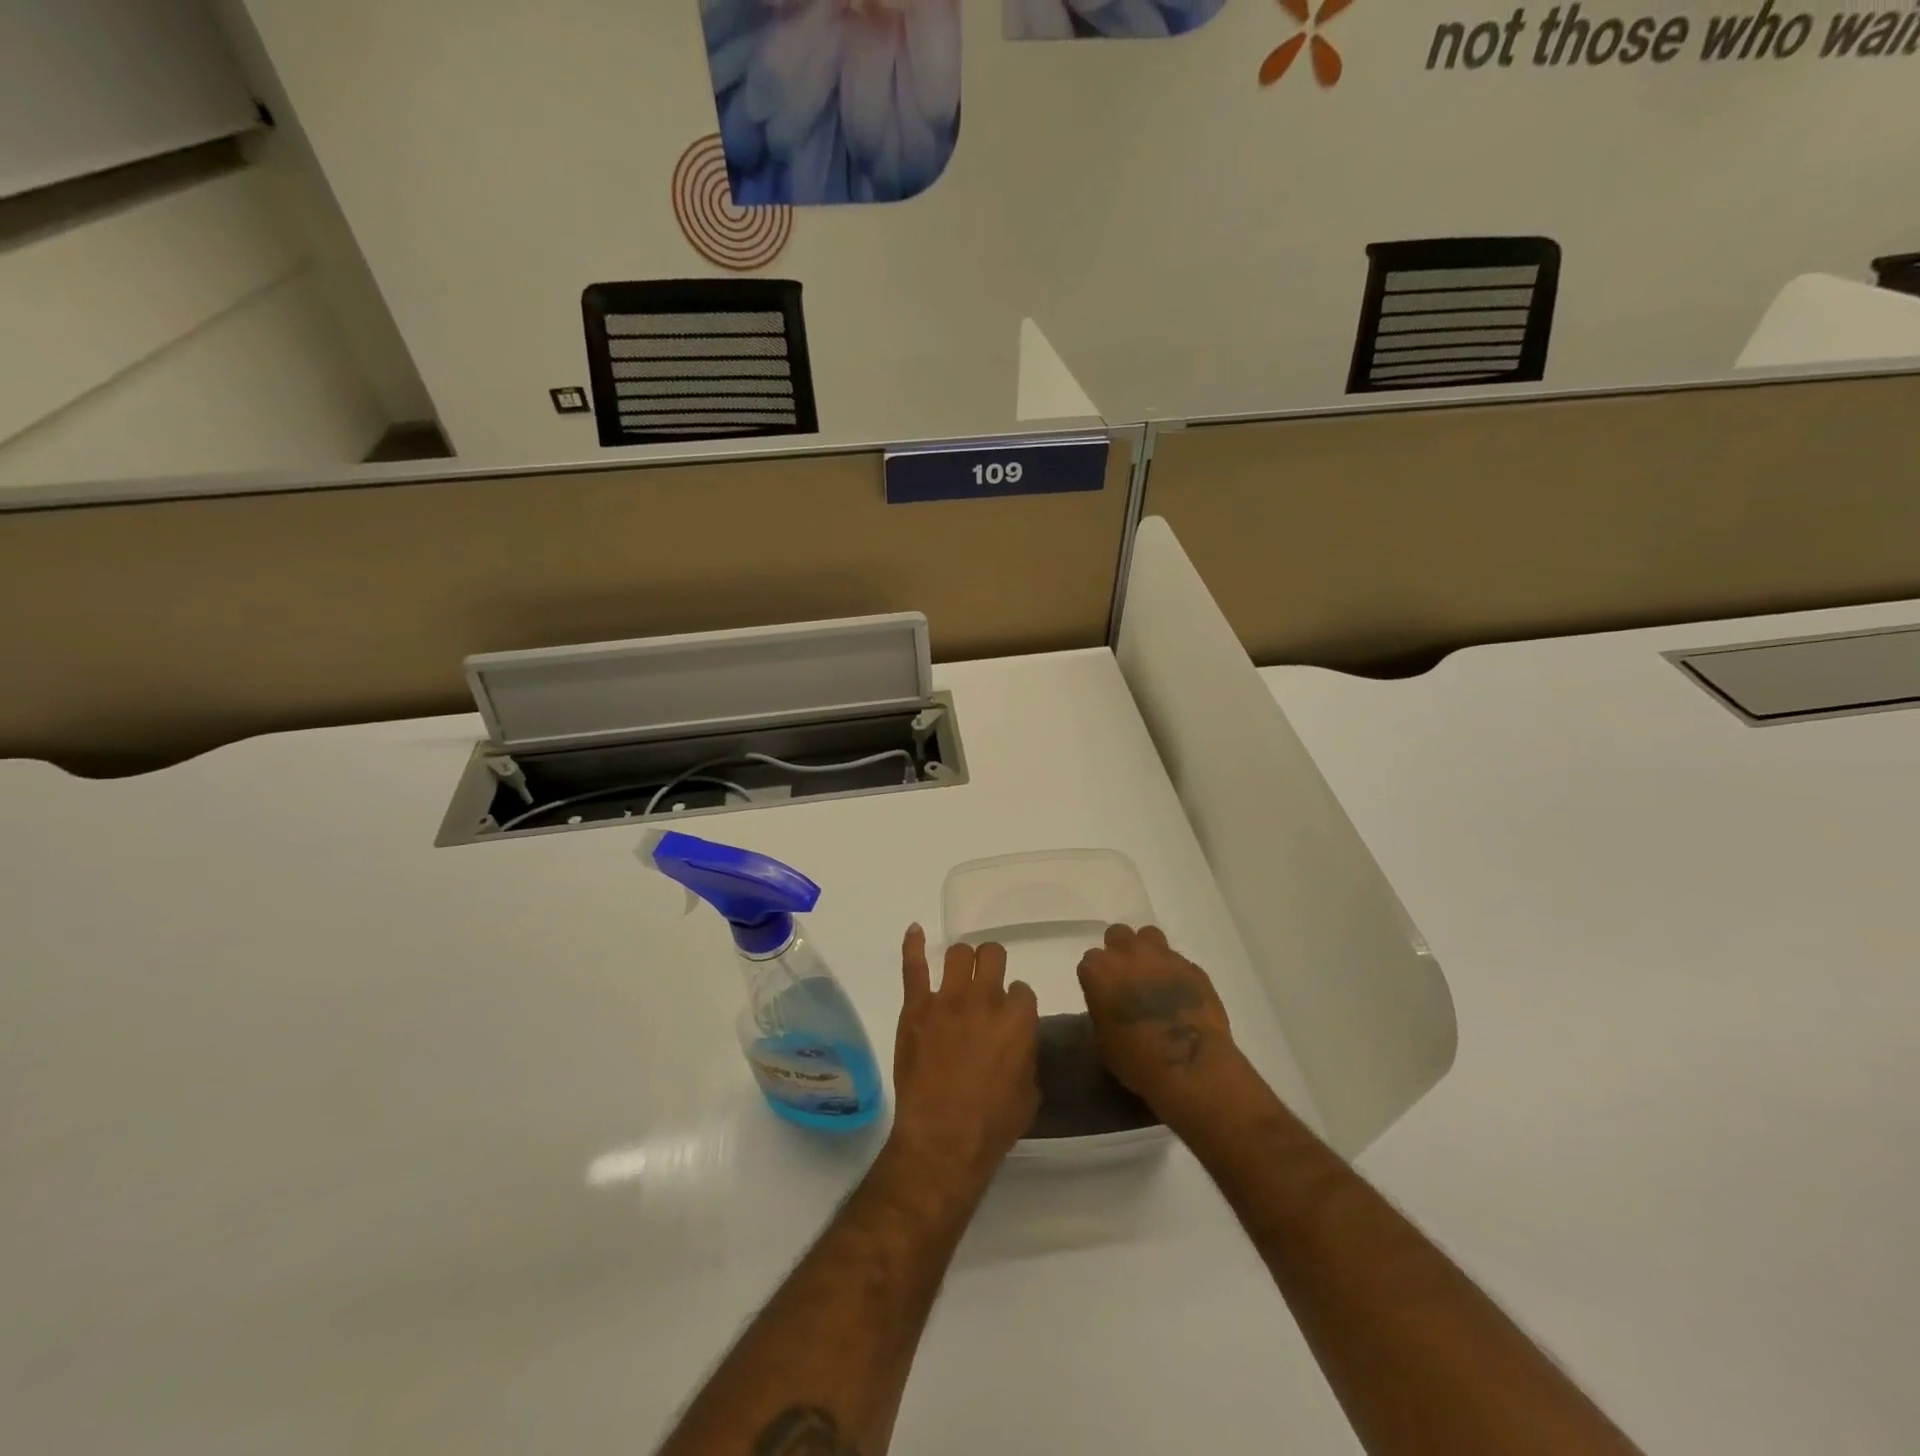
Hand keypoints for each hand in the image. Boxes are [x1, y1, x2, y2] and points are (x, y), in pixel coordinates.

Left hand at [886, 925, 1039, 1199]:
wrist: (943, 1138)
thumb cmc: (992, 1124)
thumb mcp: (1029, 1092)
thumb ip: (1026, 1056)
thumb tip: (1018, 1043)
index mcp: (1018, 1019)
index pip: (1021, 990)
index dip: (1015, 1002)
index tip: (1008, 1016)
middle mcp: (985, 999)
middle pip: (992, 956)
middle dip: (992, 965)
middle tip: (986, 981)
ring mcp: (948, 1000)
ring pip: (959, 953)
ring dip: (963, 960)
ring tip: (960, 970)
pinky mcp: (916, 1007)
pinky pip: (914, 966)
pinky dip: (914, 946)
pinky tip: (915, 931)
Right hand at [1078, 924, 1239, 1124]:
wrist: (1191, 1067)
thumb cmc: (1137, 1061)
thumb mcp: (1103, 1041)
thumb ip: (1102, 1010)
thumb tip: (1111, 1005)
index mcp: (1099, 971)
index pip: (1090, 961)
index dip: (1098, 977)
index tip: (1104, 993)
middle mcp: (1128, 953)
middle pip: (1117, 935)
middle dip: (1119, 951)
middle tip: (1127, 976)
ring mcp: (1163, 956)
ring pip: (1149, 936)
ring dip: (1147, 951)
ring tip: (1154, 976)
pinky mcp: (1192, 966)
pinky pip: (1178, 960)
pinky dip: (1175, 972)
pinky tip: (1180, 993)